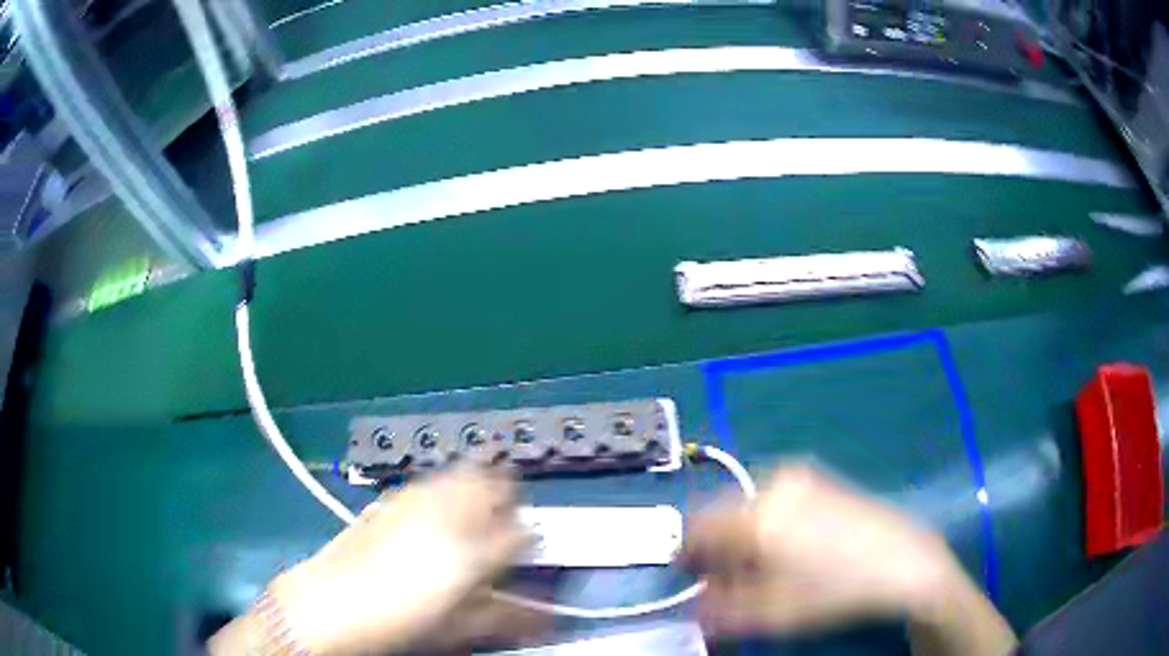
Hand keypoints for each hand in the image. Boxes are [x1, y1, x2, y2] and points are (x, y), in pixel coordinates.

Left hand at [215, 466, 540, 654]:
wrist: (330, 603)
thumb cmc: (400, 623)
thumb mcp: (459, 628)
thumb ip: (506, 615)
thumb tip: (542, 615)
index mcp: (473, 553)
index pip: (522, 533)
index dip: (530, 540)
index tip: (527, 549)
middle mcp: (449, 517)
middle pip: (495, 485)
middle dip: (509, 496)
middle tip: (507, 514)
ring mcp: (417, 501)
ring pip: (463, 472)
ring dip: (478, 482)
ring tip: (476, 500)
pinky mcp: (391, 498)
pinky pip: (430, 480)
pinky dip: (445, 484)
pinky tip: (437, 502)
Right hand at [684, 464, 971, 635]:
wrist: (903, 561)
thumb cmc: (836, 591)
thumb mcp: (773, 613)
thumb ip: (720, 609)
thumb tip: (693, 603)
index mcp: (758, 516)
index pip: (697, 528)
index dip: (687, 555)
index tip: (693, 579)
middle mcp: (774, 485)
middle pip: (722, 513)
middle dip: (718, 547)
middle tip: (731, 580)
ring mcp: (800, 478)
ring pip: (749, 505)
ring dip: (743, 535)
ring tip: (764, 566)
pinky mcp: (819, 479)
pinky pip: (774, 498)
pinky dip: (767, 521)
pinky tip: (790, 546)